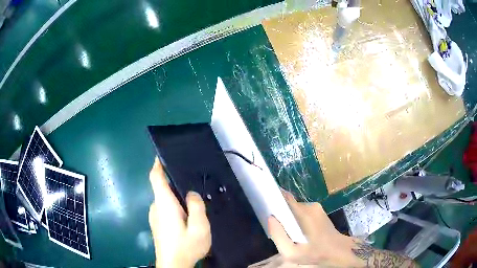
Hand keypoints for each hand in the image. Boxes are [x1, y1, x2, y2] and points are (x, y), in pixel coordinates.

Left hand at [149, 158, 211, 267]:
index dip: (157, 165)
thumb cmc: (186, 246)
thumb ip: (196, 207)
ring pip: (165, 200)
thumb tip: (191, 193)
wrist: (173, 265)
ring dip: (176, 198)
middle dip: (175, 184)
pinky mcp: (157, 225)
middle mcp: (156, 207)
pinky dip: (174, 206)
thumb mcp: (199, 227)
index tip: (162, 155)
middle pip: (162, 189)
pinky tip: (187, 217)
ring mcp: (155, 217)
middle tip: (193, 185)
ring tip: (193, 202)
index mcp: (164, 204)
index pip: (156, 178)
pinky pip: (165, 209)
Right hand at [267, 191, 359, 266]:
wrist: (338, 251)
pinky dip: (297, 219)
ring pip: (296, 209)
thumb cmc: (315, 253)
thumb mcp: (292, 252)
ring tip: (288, 232)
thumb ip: (278, 236)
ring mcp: (316, 208)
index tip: (264, 204)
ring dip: (289, 217)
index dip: (273, 198)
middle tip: (277, 228)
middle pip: (289, 204)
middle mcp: (310, 206)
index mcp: (303, 213)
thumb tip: (270, 218)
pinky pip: (303, 212)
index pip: (285, 198)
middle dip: (281, 213)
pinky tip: (299, 232)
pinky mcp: (320, 212)